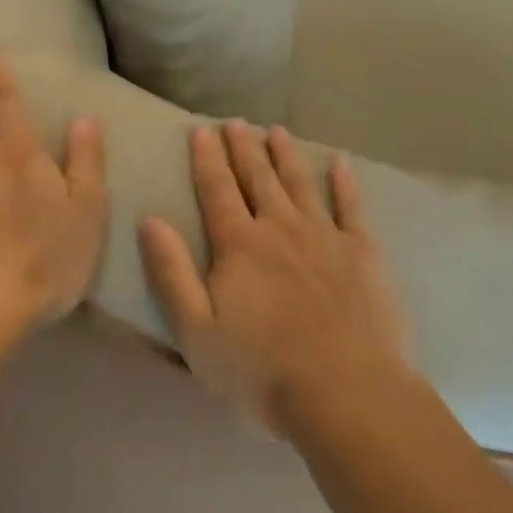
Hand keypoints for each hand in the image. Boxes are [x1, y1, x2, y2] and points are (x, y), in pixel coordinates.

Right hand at [139, 121, 409, 433]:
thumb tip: (150, 219)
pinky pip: (351, 206)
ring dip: (285, 154)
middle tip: (236, 121)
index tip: (201, 130)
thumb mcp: (196, 330)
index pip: (217, 189)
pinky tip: (340, 162)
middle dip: (244, 147)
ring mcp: (324, 235)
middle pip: (257, 177)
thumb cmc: (262, 369)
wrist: (346, 391)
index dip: (207, 158)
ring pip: (299, 183)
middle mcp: (280, 227)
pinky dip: (344, 182)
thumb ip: (171, 272)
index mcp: (239, 244)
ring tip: (276, 130)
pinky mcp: (362, 251)